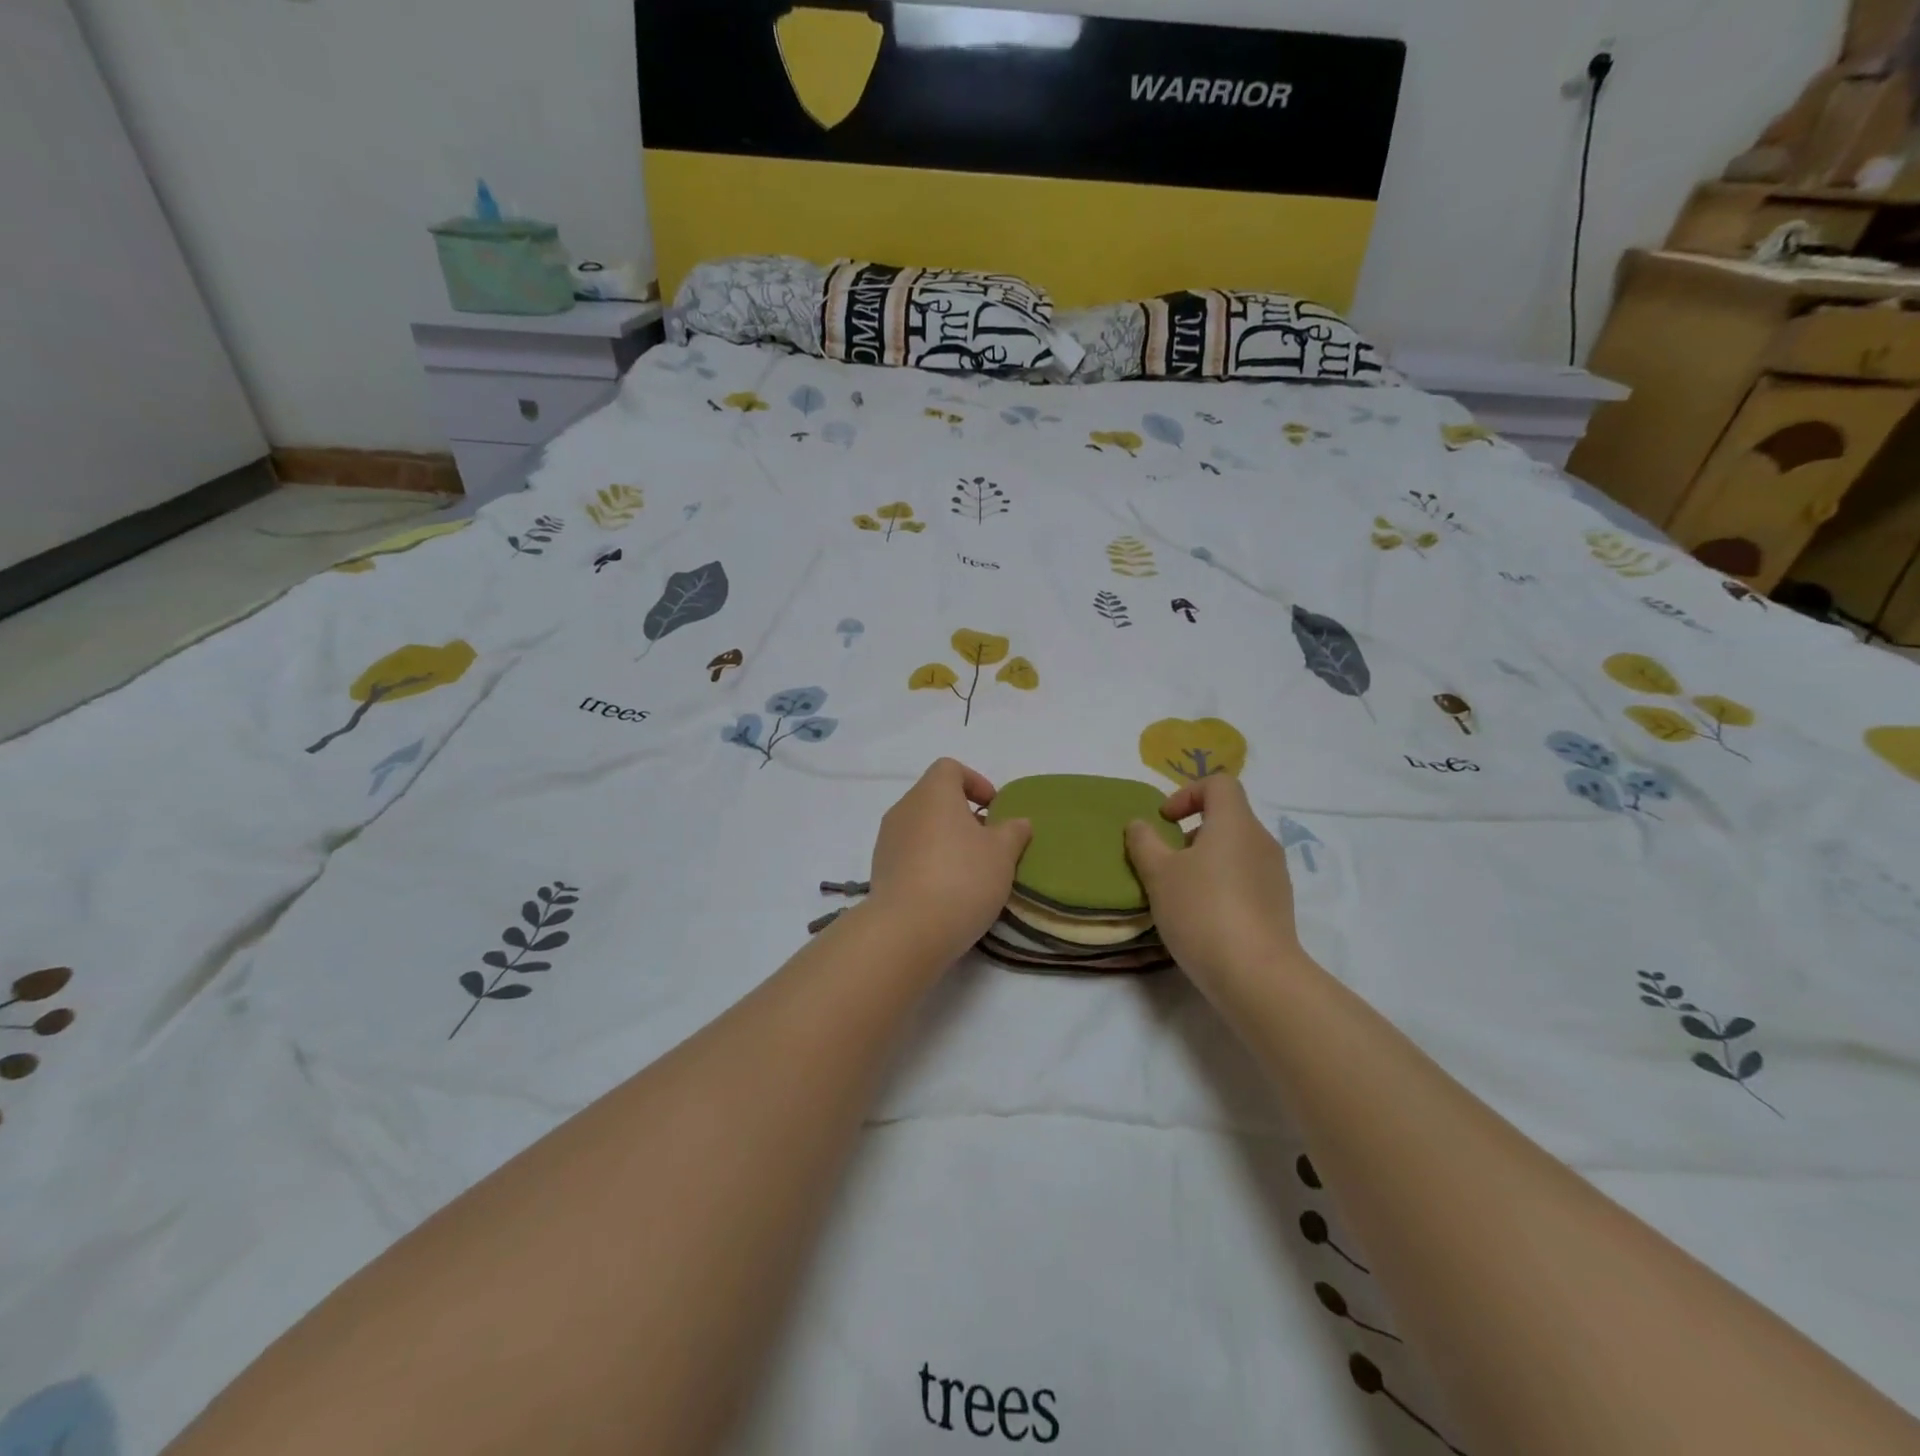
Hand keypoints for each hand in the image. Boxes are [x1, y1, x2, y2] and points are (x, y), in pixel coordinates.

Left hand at [868, 759, 1031, 964]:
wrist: (907, 930)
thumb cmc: (962, 878)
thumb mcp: (1002, 854)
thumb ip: (1013, 832)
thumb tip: (1018, 822)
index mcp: (933, 793)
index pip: (949, 768)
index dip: (975, 781)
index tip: (994, 809)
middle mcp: (904, 808)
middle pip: (934, 798)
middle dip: (962, 815)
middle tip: (988, 843)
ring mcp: (887, 839)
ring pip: (921, 827)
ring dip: (945, 840)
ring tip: (969, 871)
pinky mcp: (879, 870)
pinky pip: (909, 854)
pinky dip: (928, 862)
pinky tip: (946, 891)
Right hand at [1124, 775, 1302, 992]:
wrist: (1256, 975)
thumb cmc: (1202, 910)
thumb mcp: (1158, 874)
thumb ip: (1145, 842)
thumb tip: (1140, 824)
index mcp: (1235, 823)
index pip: (1219, 783)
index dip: (1187, 793)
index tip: (1165, 821)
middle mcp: (1261, 841)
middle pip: (1227, 817)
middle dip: (1192, 831)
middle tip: (1165, 860)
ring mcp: (1275, 874)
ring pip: (1236, 850)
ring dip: (1206, 860)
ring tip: (1180, 892)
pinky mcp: (1278, 905)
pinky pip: (1246, 878)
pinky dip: (1222, 884)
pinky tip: (1203, 917)